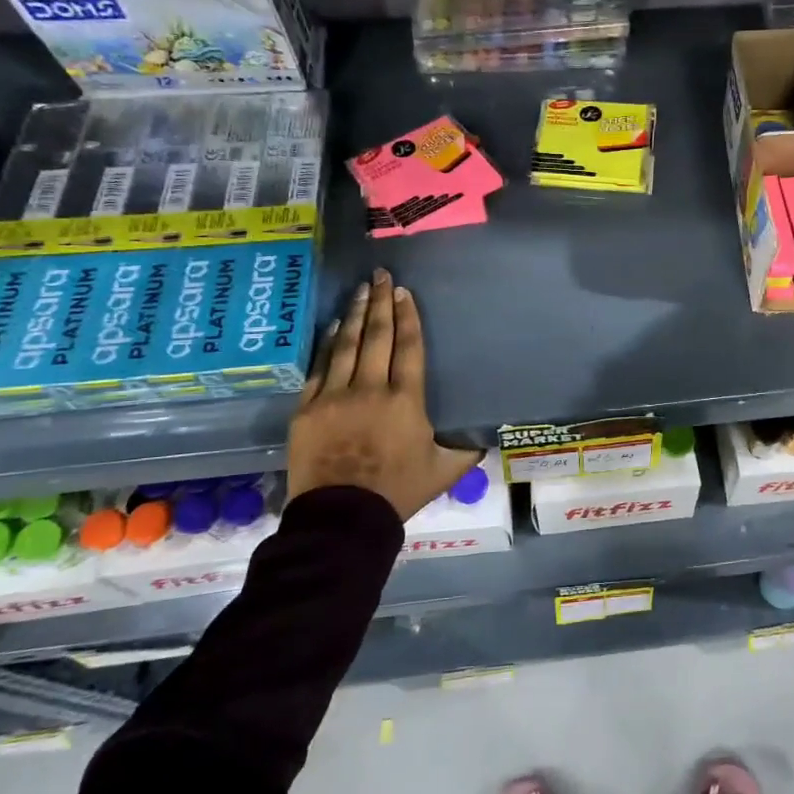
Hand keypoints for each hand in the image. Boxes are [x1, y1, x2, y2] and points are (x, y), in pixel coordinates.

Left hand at [288, 269, 482, 520]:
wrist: (342, 518)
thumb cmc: (398, 492)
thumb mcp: (444, 470)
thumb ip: (466, 449)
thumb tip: (485, 437)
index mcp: (406, 400)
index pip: (408, 346)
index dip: (407, 316)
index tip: (403, 291)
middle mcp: (370, 389)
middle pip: (377, 336)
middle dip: (380, 302)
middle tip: (381, 275)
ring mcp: (334, 396)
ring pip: (347, 345)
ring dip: (356, 315)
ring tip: (360, 291)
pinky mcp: (308, 409)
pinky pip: (319, 367)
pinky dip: (329, 344)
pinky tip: (335, 327)